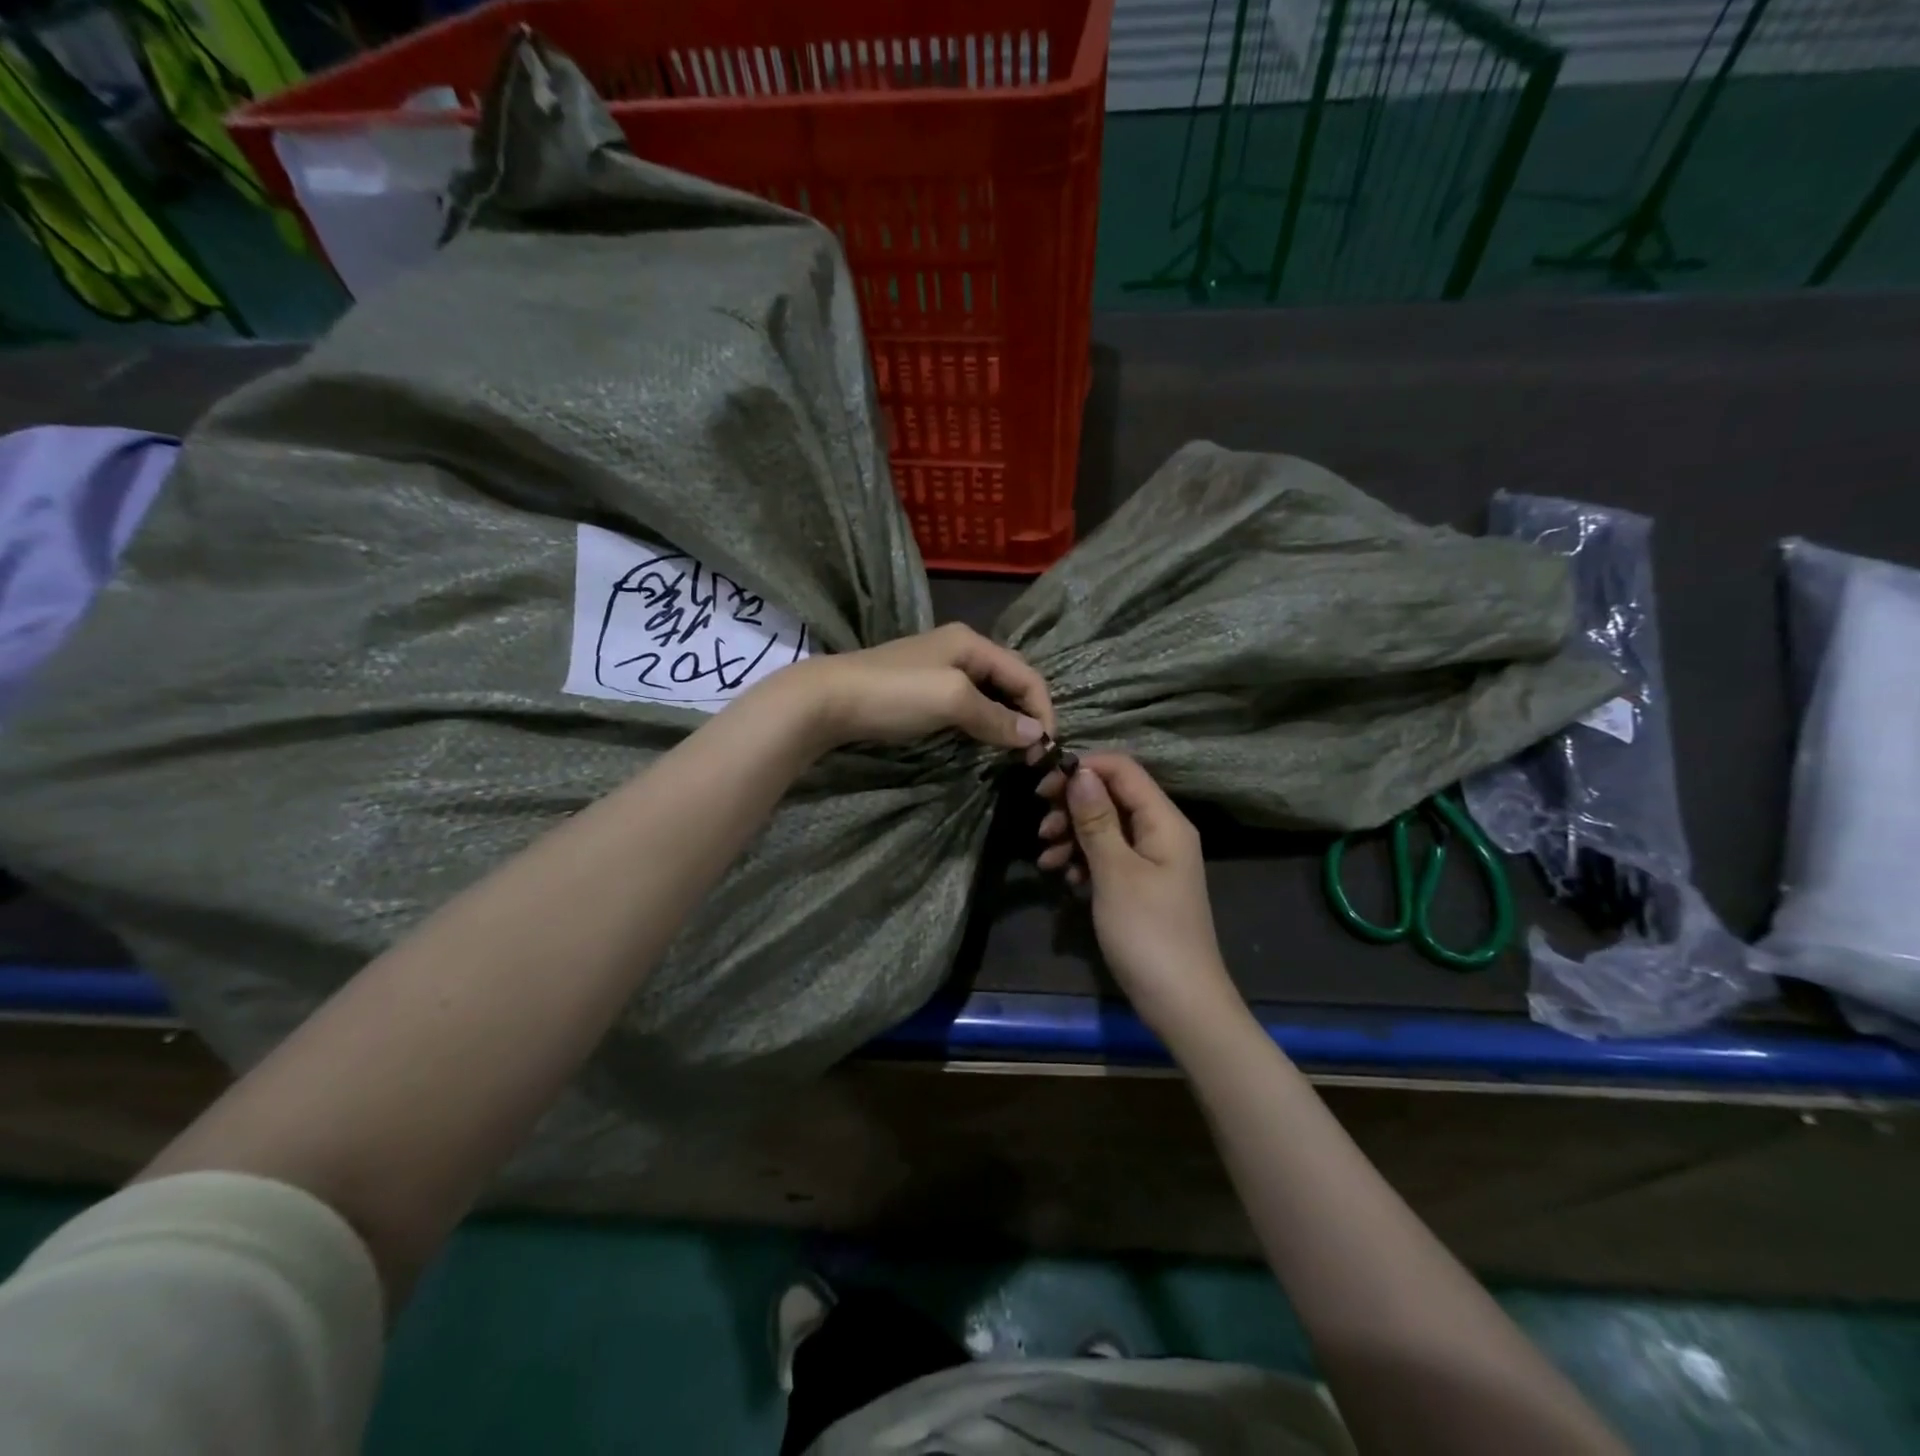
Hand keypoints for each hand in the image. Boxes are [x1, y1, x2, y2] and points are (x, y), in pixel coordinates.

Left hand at [776, 624, 1054, 751]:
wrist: (826, 700)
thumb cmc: (895, 694)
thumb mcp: (952, 701)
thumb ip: (996, 716)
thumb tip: (1037, 735)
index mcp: (972, 643)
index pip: (1027, 674)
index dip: (1043, 710)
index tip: (1046, 750)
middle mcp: (960, 649)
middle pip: (1009, 681)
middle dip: (1026, 715)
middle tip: (1031, 755)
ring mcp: (938, 668)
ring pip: (988, 694)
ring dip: (1004, 721)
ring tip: (1012, 752)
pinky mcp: (921, 689)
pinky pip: (966, 704)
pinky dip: (981, 722)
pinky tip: (980, 741)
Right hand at [1037, 754, 1244, 1038]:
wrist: (1181, 1003)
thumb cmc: (1148, 934)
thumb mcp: (1115, 873)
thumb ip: (1096, 820)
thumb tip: (1080, 771)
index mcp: (1164, 821)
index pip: (1123, 770)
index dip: (1082, 768)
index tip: (1042, 785)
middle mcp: (1161, 832)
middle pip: (1111, 797)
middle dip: (1072, 806)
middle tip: (1042, 828)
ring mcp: (1151, 859)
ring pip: (1105, 827)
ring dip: (1072, 835)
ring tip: (1046, 859)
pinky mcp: (1140, 884)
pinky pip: (1108, 856)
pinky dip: (1082, 860)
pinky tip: (1063, 877)